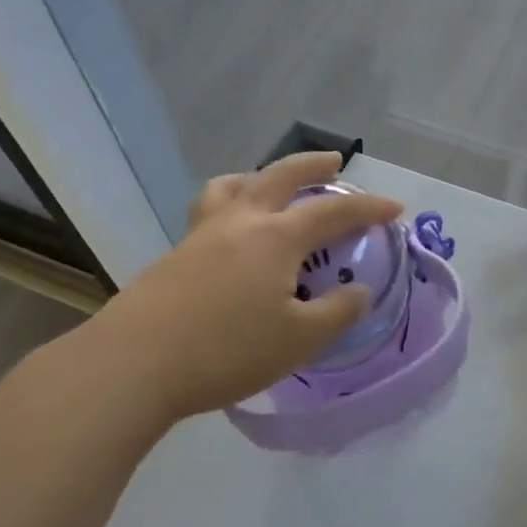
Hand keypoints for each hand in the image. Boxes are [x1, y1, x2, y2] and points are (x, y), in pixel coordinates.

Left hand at [78, 152, 402, 429]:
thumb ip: (336, 313)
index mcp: (276, 237)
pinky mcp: (176, 254)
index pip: (333, 210)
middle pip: (281, 175)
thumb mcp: (298, 341)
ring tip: (272, 185)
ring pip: (234, 185)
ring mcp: (202, 234)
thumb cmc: (225, 351)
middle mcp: (241, 222)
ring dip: (262, 176)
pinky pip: (211, 209)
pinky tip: (233, 234)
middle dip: (313, 164)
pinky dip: (233, 203)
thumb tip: (357, 292)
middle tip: (335, 161)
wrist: (132, 365)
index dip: (368, 207)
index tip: (394, 208)